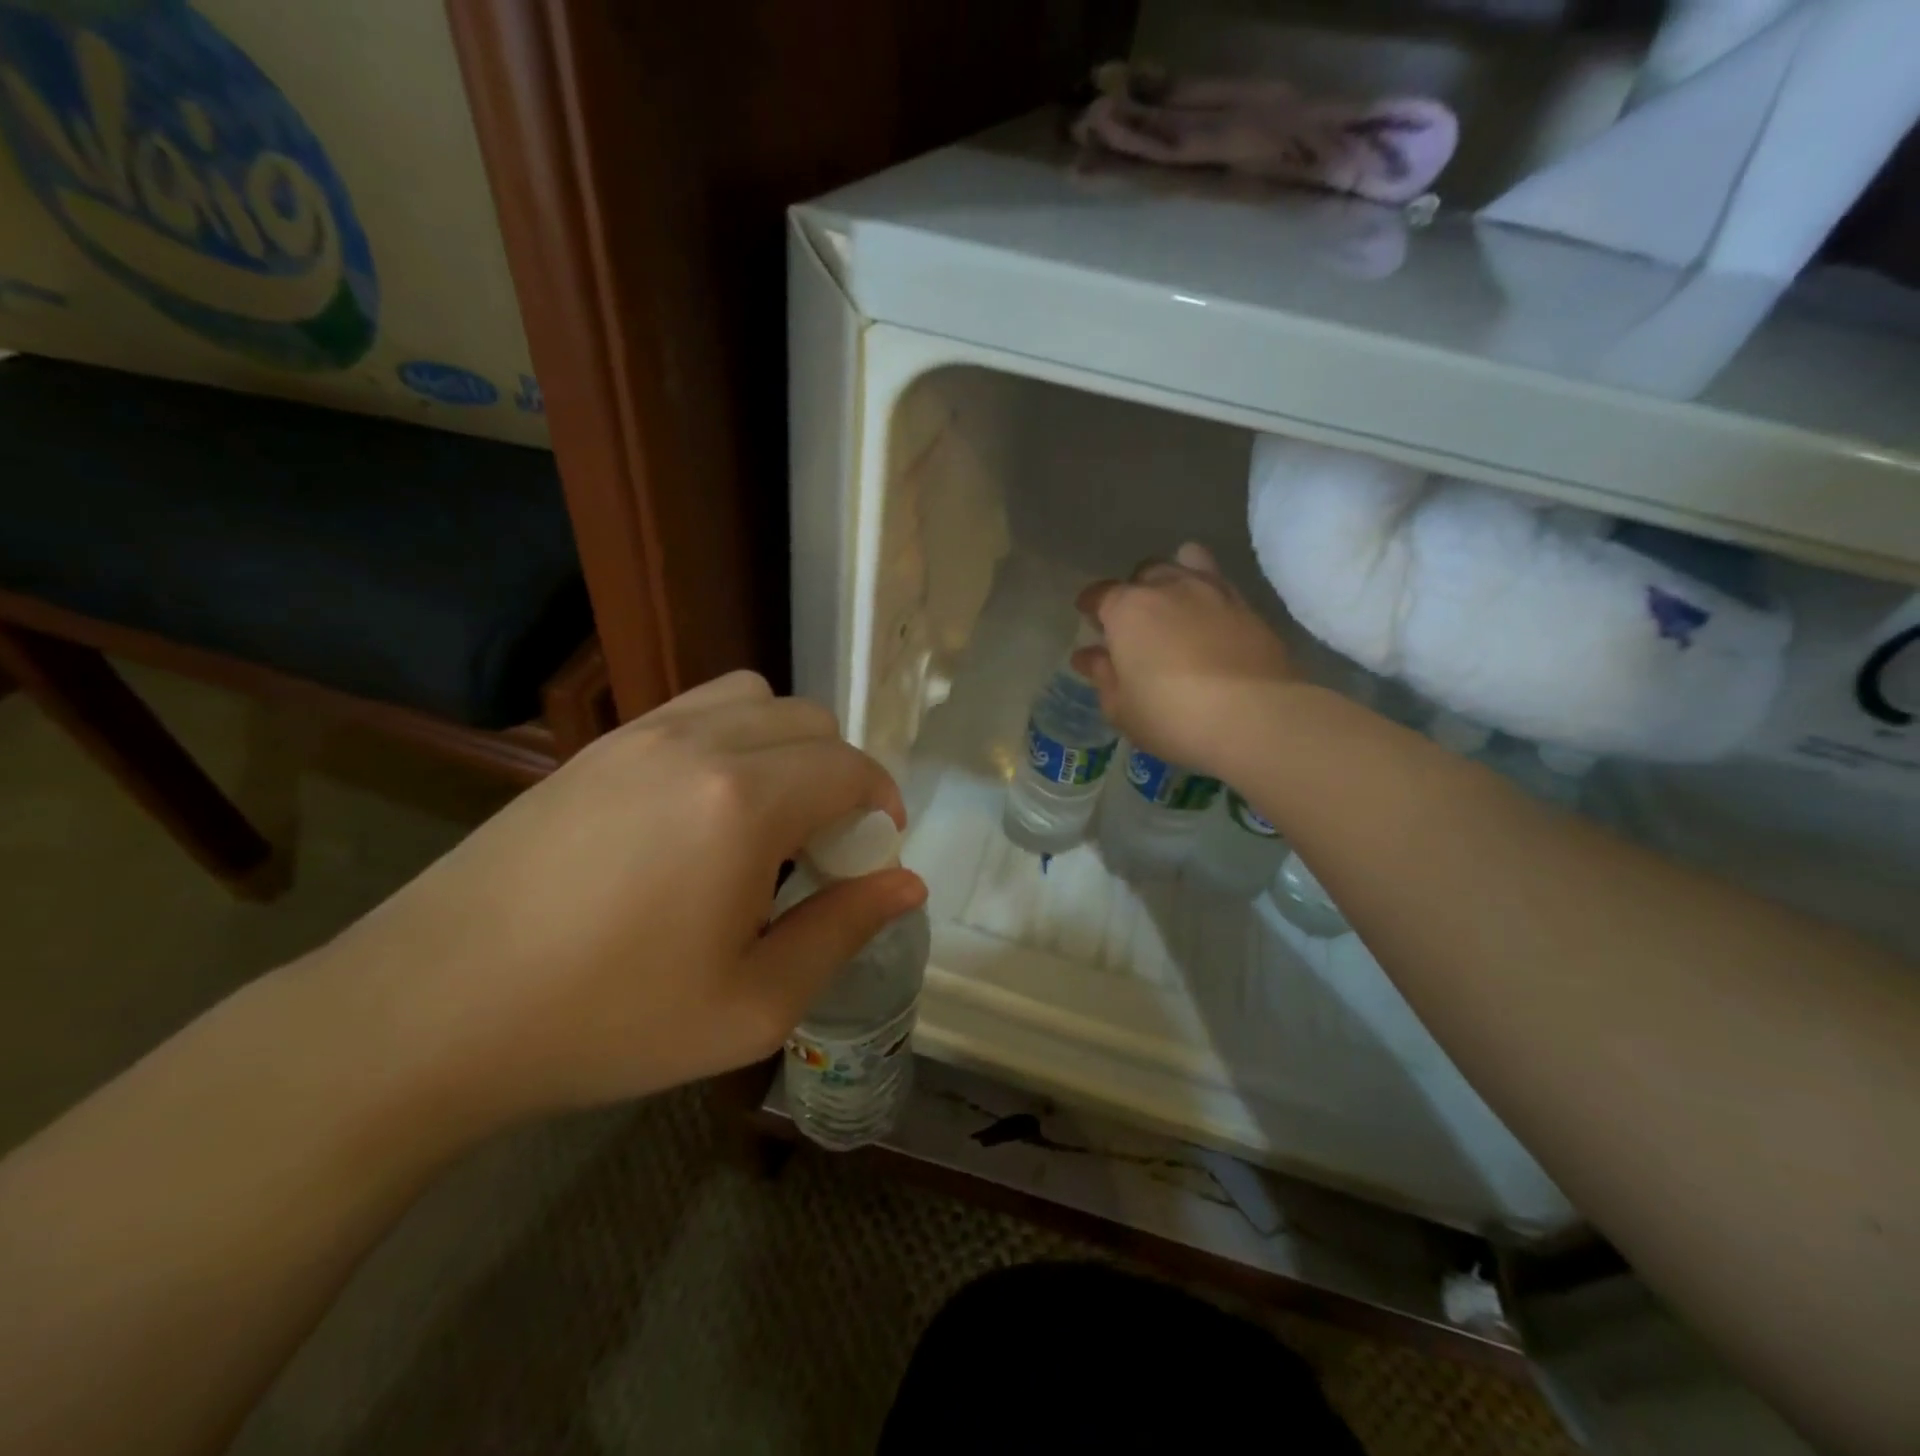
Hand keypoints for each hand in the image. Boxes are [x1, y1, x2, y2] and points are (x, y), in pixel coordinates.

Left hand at [313, 671, 926, 1122]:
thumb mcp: (751, 1005)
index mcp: (743, 802)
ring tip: (768, 814)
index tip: (875, 851)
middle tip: (822, 844)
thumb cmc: (605, 1021)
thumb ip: (843, 932)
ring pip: (753, 698)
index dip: (881, 803)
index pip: (850, 768)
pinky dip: (731, 736)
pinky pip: (694, 709)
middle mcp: (699, 744)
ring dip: (787, 743)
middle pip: (810, 720)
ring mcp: (640, 735)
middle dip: (840, 773)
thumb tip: (908, 885)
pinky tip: (703, 806)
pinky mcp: (597, 746)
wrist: (428, 1012)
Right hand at [1073, 542, 1297, 776]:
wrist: (1254, 717)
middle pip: (1145, 572)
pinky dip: (1208, 596)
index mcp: (1128, 608)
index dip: (1091, 604)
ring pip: (1188, 563)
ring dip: (1175, 578)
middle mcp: (1170, 587)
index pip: (1101, 594)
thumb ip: (1103, 675)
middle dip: (1134, 590)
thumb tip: (1088, 656)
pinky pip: (1221, 586)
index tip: (1087, 616)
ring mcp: (1214, 591)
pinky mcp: (1249, 607)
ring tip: (1174, 605)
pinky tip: (1208, 622)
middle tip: (1133, 620)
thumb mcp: (1121, 707)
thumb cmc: (1171, 715)